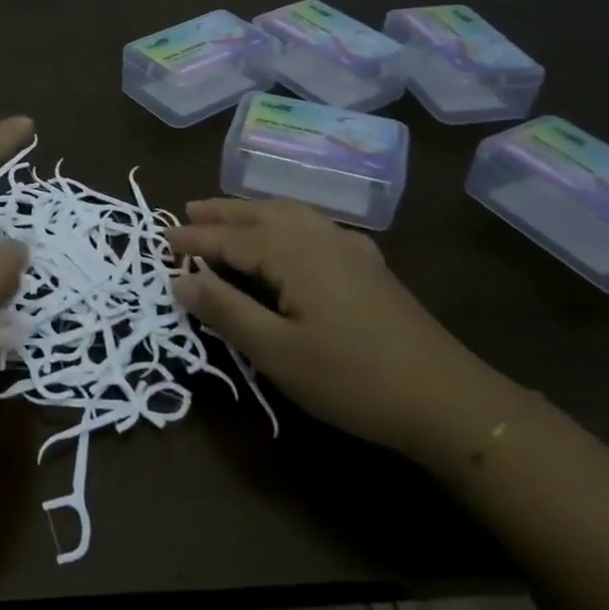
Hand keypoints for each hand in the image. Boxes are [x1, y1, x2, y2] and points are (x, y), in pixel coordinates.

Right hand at [166, 199, 521, 463]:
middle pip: (261, 215)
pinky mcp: (368, 264)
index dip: (195, 239)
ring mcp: (349, 248)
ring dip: (253, 212)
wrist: (446, 398)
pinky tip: (289, 234)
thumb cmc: (351, 378)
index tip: (162, 239)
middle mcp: (320, 237)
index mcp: (294, 253)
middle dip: (222, 213)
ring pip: (290, 214)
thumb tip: (179, 280)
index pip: (231, 238)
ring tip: (227, 215)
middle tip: (187, 211)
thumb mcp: (276, 351)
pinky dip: (285, 220)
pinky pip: (313, 226)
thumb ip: (225, 310)